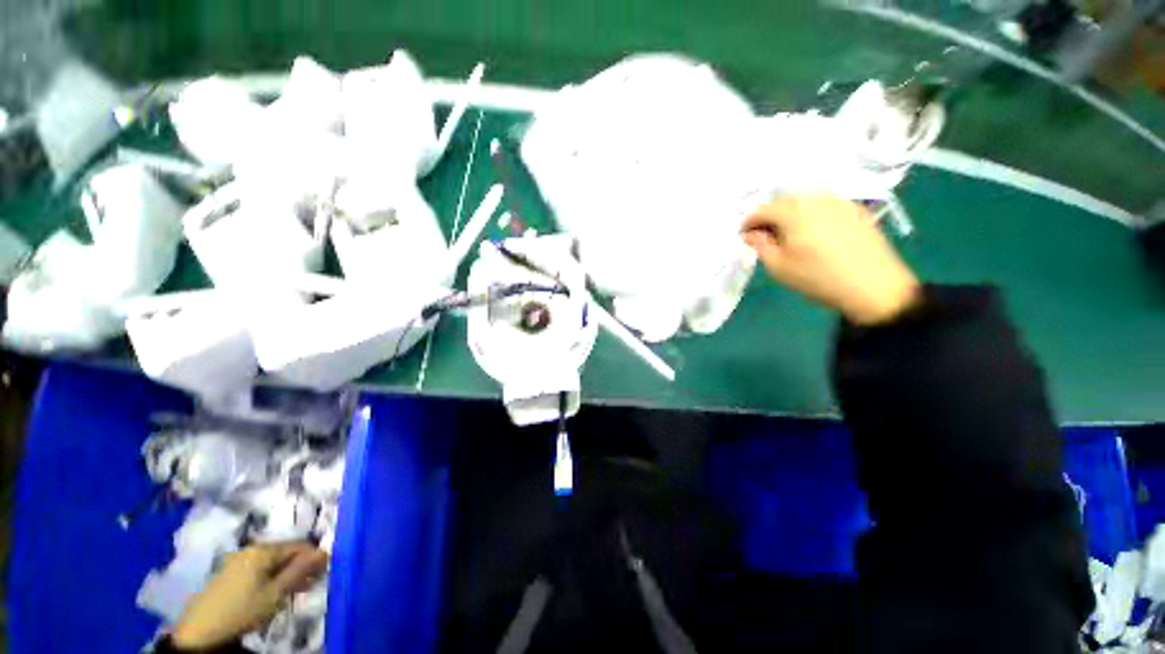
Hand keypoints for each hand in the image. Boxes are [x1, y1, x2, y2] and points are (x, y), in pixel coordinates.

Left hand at [170, 543, 327, 649]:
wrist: (200, 633)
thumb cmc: (242, 610)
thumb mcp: (276, 594)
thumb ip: (300, 570)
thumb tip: (325, 551)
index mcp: (264, 550)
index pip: (299, 546)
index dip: (314, 558)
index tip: (323, 573)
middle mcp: (252, 549)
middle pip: (285, 553)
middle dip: (300, 567)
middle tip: (310, 585)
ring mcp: (238, 561)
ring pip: (273, 562)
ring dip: (287, 574)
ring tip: (294, 592)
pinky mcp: (230, 574)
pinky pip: (260, 570)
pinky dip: (272, 578)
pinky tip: (274, 593)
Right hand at [742, 195, 920, 325]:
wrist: (874, 285)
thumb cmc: (818, 277)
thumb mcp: (779, 267)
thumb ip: (761, 246)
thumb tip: (750, 234)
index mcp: (793, 211)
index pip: (762, 210)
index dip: (749, 222)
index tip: (743, 235)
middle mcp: (815, 198)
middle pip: (783, 200)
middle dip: (769, 215)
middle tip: (764, 235)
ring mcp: (838, 200)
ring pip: (804, 200)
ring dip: (790, 213)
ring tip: (788, 233)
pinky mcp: (854, 208)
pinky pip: (823, 204)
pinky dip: (810, 213)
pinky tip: (812, 231)